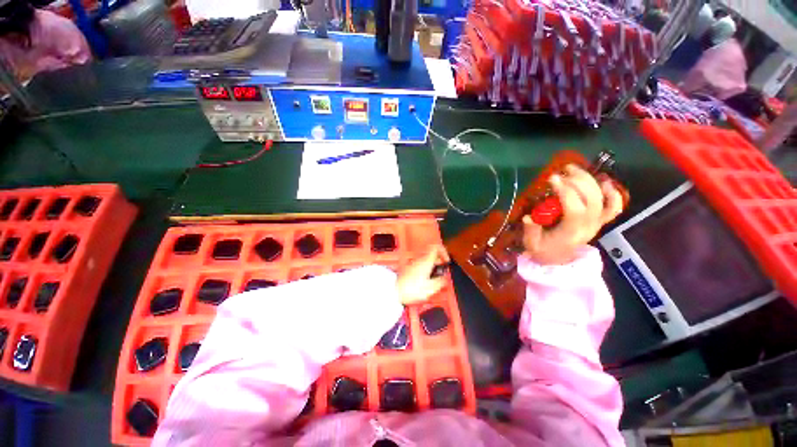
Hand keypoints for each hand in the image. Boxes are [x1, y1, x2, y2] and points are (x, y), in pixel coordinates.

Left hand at [396, 246, 449, 304]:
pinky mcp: (409, 269)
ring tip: (434, 278)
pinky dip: (426, 270)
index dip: (443, 251)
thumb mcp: (430, 288)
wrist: (394, 291)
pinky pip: (421, 265)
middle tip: (442, 271)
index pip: (436, 247)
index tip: (446, 260)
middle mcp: (420, 260)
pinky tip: (426, 280)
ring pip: (426, 260)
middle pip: (432, 254)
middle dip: (439, 261)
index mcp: (426, 261)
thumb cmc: (411, 289)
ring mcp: (414, 263)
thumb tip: (445, 278)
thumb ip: (440, 282)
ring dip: (433, 266)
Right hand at [522, 164, 624, 265]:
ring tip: (574, 170)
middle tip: (563, 171)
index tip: (552, 179)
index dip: (565, 191)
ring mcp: (597, 223)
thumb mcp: (532, 244)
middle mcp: (588, 226)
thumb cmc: (543, 251)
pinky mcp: (599, 221)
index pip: (575, 209)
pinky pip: (613, 207)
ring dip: (590, 181)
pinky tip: (603, 181)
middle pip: (592, 200)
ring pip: (602, 199)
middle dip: (578, 181)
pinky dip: (613, 194)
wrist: (558, 260)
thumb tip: (528, 217)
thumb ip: (531, 231)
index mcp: (571, 232)